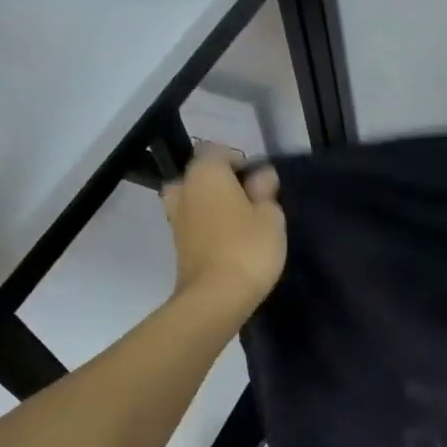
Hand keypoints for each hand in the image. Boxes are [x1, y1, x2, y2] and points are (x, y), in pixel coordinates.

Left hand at [161, 147, 286, 313]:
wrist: (216, 296)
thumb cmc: (248, 247)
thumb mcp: (270, 216)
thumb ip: (265, 191)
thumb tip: (261, 175)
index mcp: (206, 173)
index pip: (217, 150)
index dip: (239, 161)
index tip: (259, 182)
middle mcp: (184, 189)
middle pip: (200, 175)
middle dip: (220, 183)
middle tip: (247, 201)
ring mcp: (176, 218)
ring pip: (193, 200)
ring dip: (211, 205)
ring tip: (238, 222)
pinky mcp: (177, 244)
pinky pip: (193, 223)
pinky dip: (207, 226)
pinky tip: (228, 240)